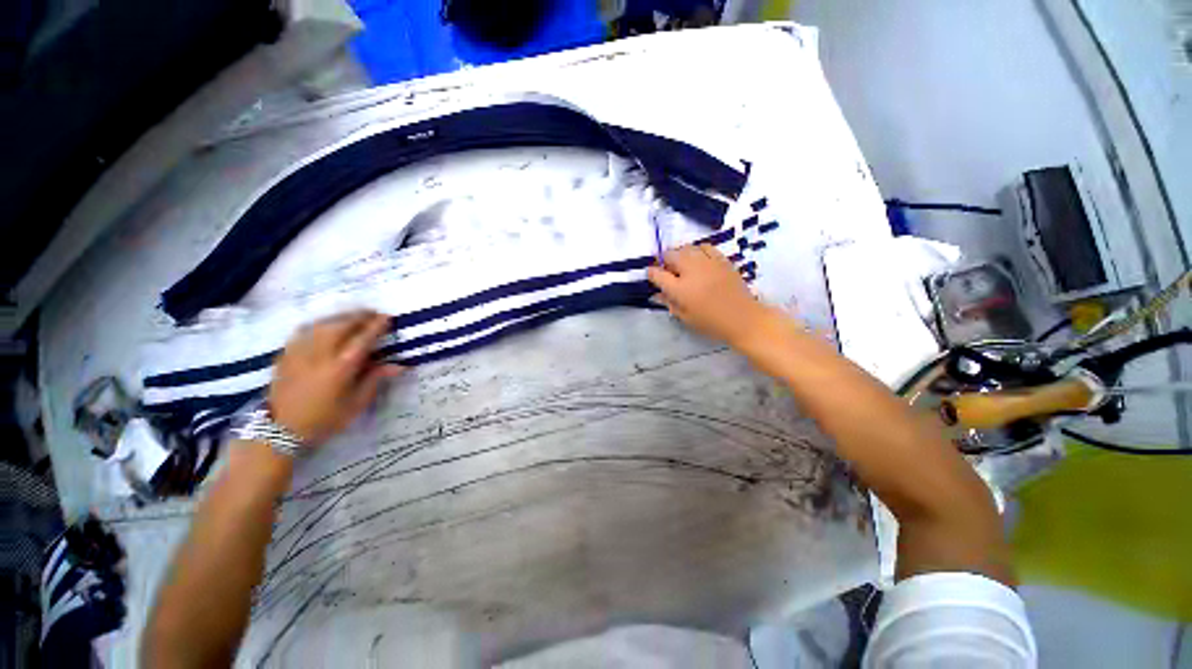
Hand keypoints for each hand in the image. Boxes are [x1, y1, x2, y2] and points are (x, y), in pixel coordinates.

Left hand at [267, 311, 403, 444]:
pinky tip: (324, 325)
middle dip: (358, 316)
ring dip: (339, 317)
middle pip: (340, 326)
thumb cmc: (325, 419)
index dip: (376, 326)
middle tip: (372, 312)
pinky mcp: (285, 355)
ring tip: (352, 315)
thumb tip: (399, 365)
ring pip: (321, 325)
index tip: (387, 317)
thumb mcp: (356, 404)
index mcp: (341, 368)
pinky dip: (318, 324)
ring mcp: (299, 353)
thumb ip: (375, 380)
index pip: (362, 339)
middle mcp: (320, 355)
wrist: (282, 430)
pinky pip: (303, 331)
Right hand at [647, 244, 777, 348]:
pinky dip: (698, 251)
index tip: (652, 276)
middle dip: (665, 261)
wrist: (743, 318)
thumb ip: (669, 303)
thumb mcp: (685, 317)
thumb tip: (657, 294)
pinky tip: (699, 259)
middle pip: (670, 255)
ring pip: (686, 248)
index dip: (651, 274)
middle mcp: (690, 271)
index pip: (657, 274)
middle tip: (669, 271)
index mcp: (679, 289)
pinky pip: (705, 247)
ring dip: (680, 254)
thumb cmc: (711, 323)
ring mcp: (707, 263)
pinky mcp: (721, 259)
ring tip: (683, 264)